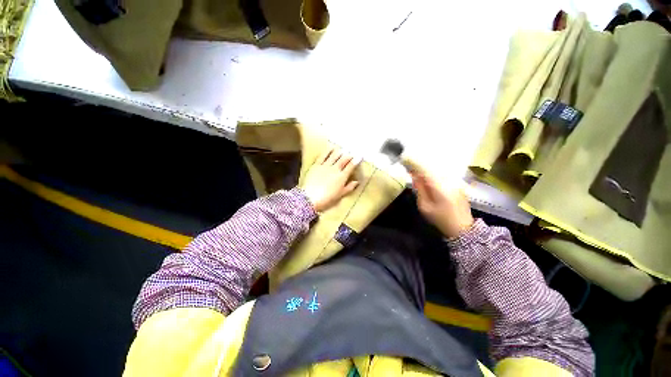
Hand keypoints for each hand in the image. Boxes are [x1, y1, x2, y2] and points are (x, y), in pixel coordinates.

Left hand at [301, 147, 358, 211]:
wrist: (310, 197)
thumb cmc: (327, 198)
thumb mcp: (340, 195)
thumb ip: (349, 187)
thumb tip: (357, 182)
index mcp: (342, 177)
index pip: (351, 166)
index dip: (356, 160)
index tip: (360, 156)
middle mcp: (335, 169)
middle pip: (343, 159)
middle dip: (349, 154)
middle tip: (352, 151)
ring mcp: (325, 166)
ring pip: (334, 155)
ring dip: (340, 151)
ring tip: (344, 148)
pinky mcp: (317, 165)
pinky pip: (323, 155)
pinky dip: (328, 151)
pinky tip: (331, 147)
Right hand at [410, 169, 473, 238]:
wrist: (462, 228)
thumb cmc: (440, 218)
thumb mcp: (425, 206)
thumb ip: (420, 189)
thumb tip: (414, 176)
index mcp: (439, 186)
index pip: (425, 169)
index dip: (415, 164)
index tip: (406, 161)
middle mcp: (449, 180)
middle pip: (433, 168)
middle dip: (421, 166)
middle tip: (410, 166)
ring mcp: (456, 181)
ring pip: (439, 170)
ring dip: (428, 169)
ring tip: (418, 171)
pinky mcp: (459, 184)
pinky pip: (444, 174)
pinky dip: (435, 173)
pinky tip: (429, 177)